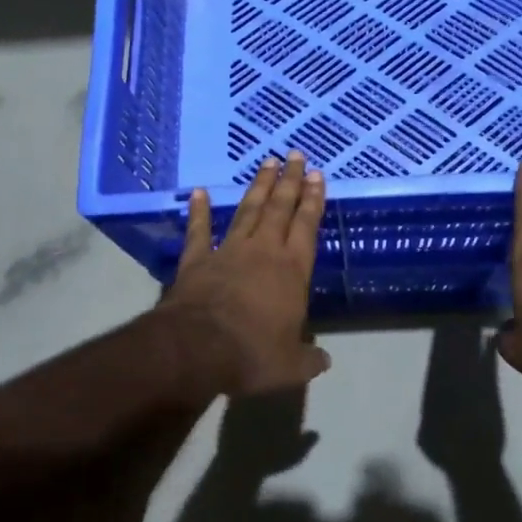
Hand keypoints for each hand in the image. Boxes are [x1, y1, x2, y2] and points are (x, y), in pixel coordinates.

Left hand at [162, 151, 329, 396]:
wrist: (198, 349)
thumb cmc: (252, 354)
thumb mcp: (290, 366)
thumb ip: (309, 360)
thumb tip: (325, 362)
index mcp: (292, 271)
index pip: (307, 227)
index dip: (313, 201)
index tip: (318, 176)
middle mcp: (264, 252)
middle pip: (280, 209)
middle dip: (290, 181)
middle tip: (296, 155)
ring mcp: (228, 252)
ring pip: (248, 211)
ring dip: (259, 187)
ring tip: (268, 163)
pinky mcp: (197, 260)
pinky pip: (199, 231)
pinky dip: (200, 211)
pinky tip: (200, 193)